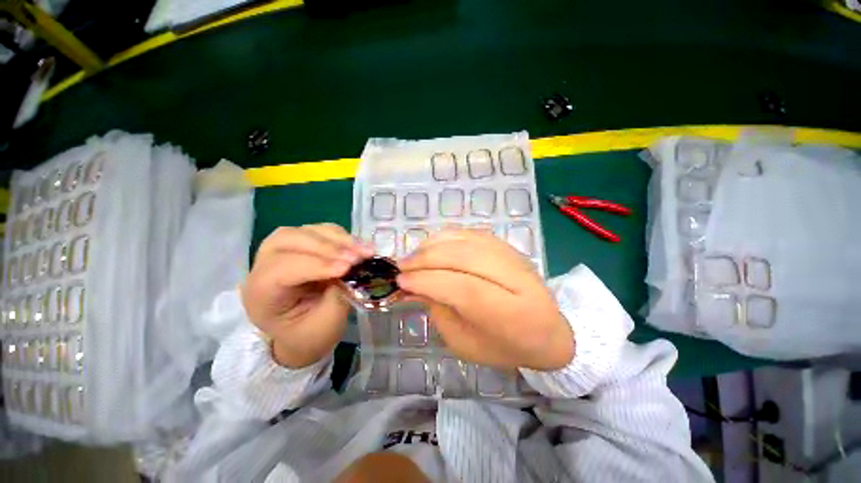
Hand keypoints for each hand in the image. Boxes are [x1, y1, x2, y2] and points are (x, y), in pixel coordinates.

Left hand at [241, 224, 372, 367]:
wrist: (304, 332)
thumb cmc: (311, 334)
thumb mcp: (326, 324)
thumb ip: (339, 296)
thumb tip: (354, 270)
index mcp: (260, 294)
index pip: (281, 269)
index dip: (316, 265)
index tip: (347, 268)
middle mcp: (264, 266)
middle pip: (288, 240)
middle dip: (327, 247)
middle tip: (358, 257)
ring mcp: (282, 251)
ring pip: (305, 231)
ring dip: (337, 239)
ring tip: (363, 251)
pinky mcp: (302, 245)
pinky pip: (320, 230)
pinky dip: (341, 236)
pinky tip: (357, 246)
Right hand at [397, 229, 573, 370]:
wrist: (547, 330)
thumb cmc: (504, 346)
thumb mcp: (465, 343)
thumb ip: (440, 311)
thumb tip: (414, 285)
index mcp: (513, 315)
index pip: (465, 288)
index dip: (429, 281)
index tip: (401, 281)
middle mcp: (518, 279)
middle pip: (466, 258)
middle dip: (427, 259)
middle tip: (402, 267)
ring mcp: (515, 257)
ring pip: (467, 241)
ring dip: (434, 245)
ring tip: (413, 256)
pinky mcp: (509, 246)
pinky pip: (472, 234)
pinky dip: (447, 237)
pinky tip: (432, 246)